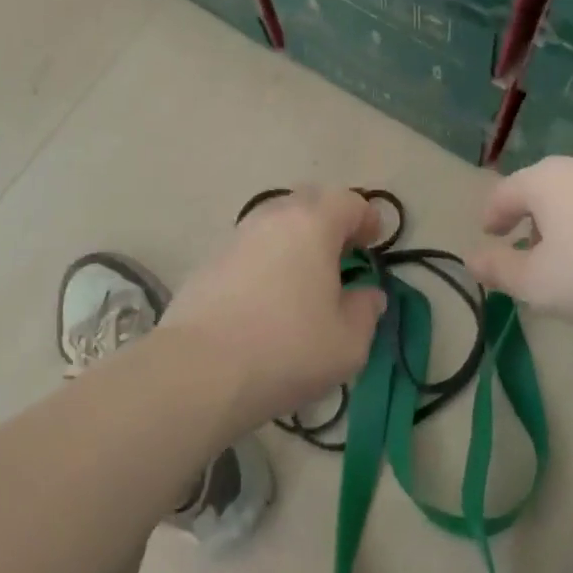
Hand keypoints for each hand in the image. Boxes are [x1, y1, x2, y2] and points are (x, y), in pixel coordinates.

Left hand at [165, 187, 385, 429]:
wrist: (199, 371)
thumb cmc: (287, 350)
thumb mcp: (348, 343)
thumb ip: (366, 311)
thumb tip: (367, 294)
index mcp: (313, 223)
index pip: (349, 202)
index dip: (367, 219)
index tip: (373, 244)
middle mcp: (274, 217)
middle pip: (310, 201)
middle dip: (331, 221)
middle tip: (341, 254)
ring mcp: (238, 236)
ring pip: (277, 221)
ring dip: (296, 238)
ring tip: (304, 276)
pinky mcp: (210, 260)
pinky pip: (251, 246)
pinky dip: (268, 258)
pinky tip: (268, 296)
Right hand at [469, 157, 572, 329]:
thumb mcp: (538, 283)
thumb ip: (499, 270)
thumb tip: (472, 259)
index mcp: (544, 180)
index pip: (504, 192)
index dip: (491, 216)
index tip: (489, 235)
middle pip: (541, 190)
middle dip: (529, 220)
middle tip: (526, 251)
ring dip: (564, 225)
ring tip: (569, 260)